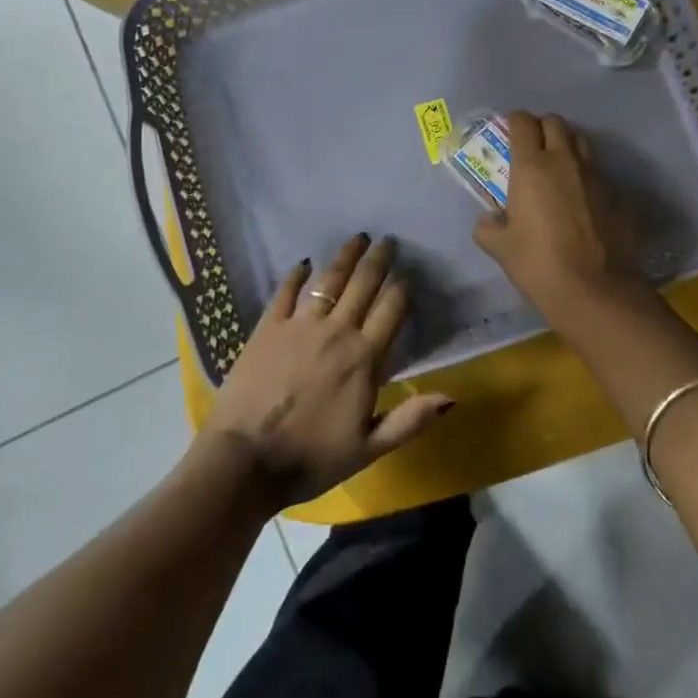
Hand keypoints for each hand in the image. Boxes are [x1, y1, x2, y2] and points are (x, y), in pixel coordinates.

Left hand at [202, 234, 453, 506]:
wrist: (246, 459)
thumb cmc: (311, 458)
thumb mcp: (368, 449)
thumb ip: (410, 420)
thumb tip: (452, 396)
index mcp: (363, 359)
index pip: (391, 310)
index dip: (402, 289)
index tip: (408, 274)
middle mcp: (336, 331)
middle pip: (363, 285)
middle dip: (378, 260)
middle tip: (388, 240)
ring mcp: (299, 325)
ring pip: (328, 280)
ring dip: (345, 257)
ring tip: (357, 238)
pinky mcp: (268, 327)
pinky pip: (286, 291)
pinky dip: (296, 274)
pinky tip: (303, 262)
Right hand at [473, 110, 645, 319]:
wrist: (596, 292)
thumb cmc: (538, 265)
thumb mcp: (500, 248)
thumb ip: (488, 227)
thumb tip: (490, 220)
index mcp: (531, 167)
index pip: (523, 122)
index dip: (515, 122)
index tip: (510, 133)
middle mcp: (566, 162)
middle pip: (556, 123)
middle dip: (543, 128)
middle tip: (534, 149)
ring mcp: (598, 177)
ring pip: (583, 143)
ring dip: (569, 147)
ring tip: (561, 170)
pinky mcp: (621, 196)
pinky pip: (602, 176)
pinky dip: (590, 181)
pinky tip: (586, 204)